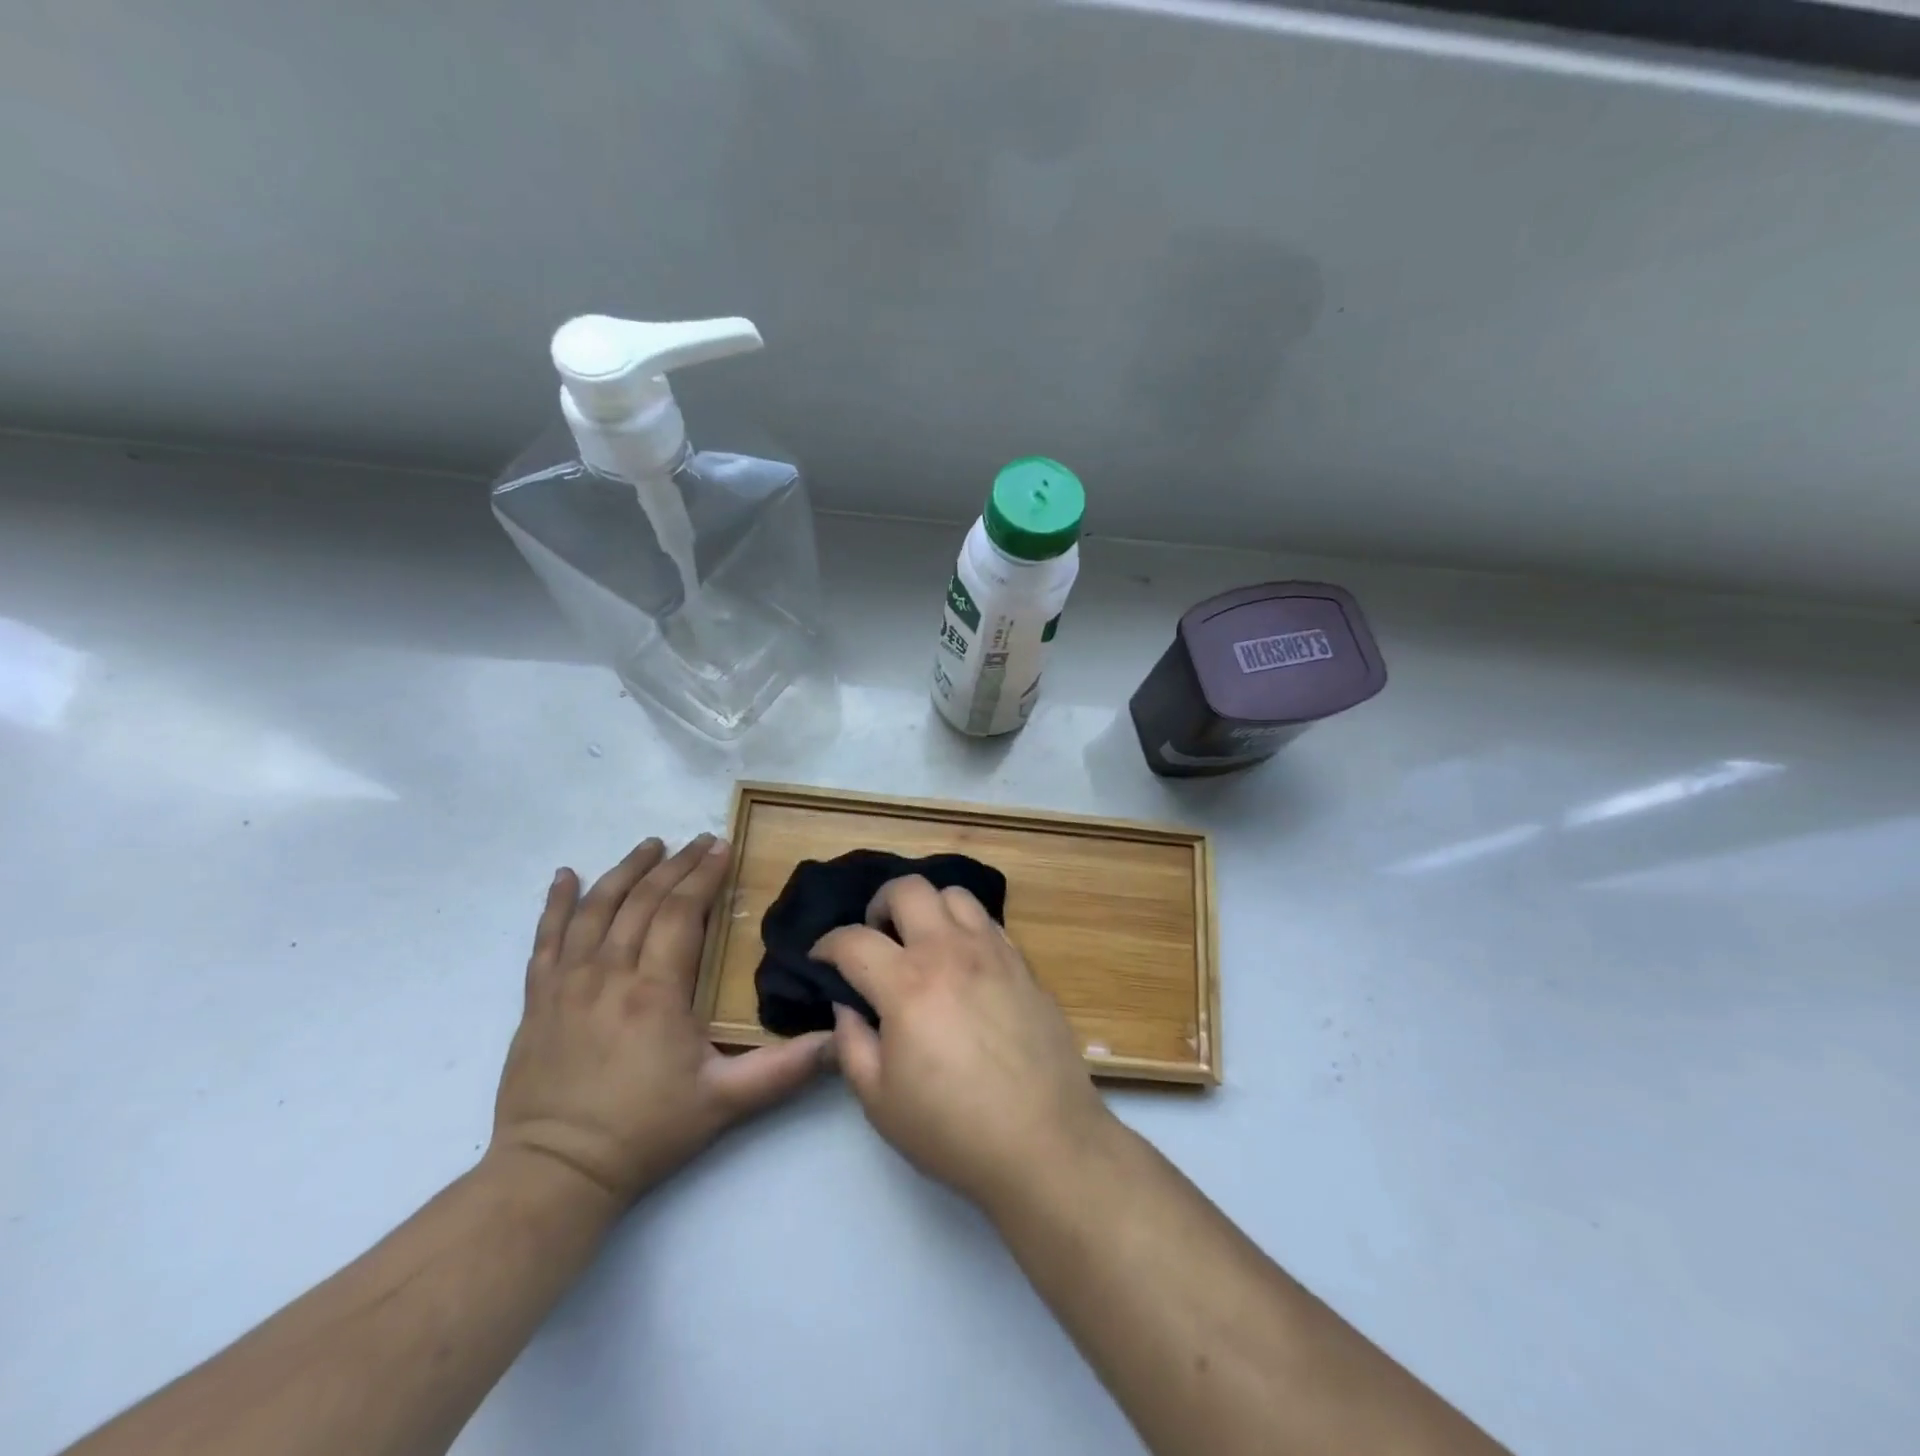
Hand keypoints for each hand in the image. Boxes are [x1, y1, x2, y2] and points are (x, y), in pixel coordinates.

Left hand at [491, 835, 831, 1205]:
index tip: (722, 846)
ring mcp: (567, 984)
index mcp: (655, 991)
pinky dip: (555, 903)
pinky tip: (564, 876)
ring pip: (596, 909)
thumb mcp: (725, 1104)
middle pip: (643, 901)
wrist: (553, 1173)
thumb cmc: (645, 1132)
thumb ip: (785, 1069)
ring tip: (650, 845)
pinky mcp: (537, 999)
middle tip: (700, 841)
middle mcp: (609, 974)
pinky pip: (545, 938)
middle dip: (675, 865)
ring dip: (625, 871)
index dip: (703, 876)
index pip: (681, 913)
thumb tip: (839, 1040)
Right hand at [813, 876, 1114, 1211]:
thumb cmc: (953, 1130)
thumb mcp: (880, 1101)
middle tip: (876, 938)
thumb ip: (853, 1044)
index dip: (827, 945)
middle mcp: (949, 952)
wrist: (1045, 1142)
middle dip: (879, 904)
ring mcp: (993, 952)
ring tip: (922, 942)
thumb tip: (848, 1006)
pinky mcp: (1024, 965)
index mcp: (907, 984)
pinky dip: (965, 928)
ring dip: (928, 909)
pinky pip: (989, 922)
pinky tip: (963, 963)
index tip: (822, 960)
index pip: (853, 940)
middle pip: (908, 889)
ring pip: (954, 895)